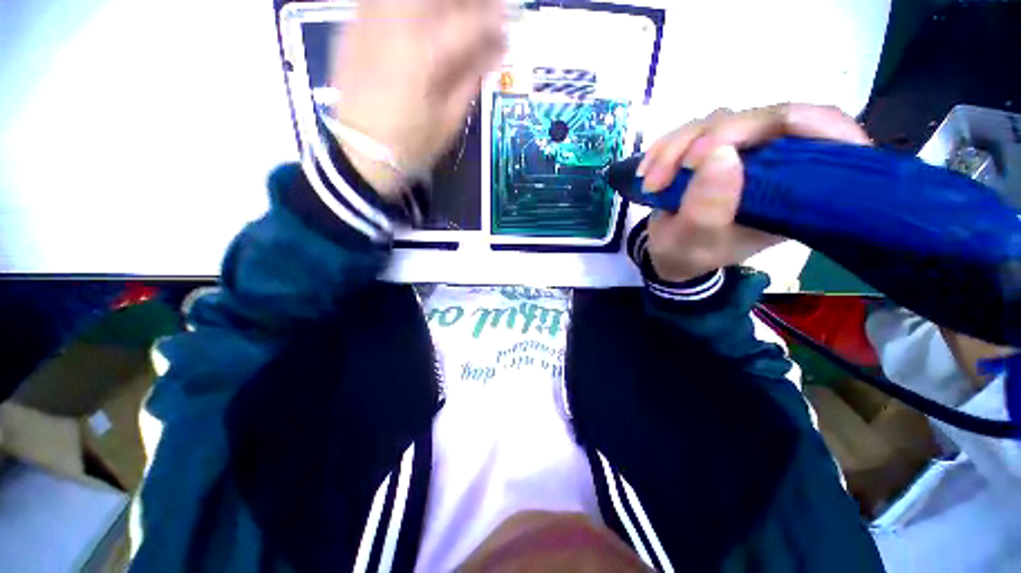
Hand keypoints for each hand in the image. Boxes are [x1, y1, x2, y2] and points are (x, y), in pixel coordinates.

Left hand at [331, 0, 505, 196]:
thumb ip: (472, 78)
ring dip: (438, 2)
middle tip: (480, 14)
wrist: (360, 154)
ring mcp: (369, 19)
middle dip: (467, 2)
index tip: (506, 26)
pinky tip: (418, 17)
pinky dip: (407, 5)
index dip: (494, 21)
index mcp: (426, 53)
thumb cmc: (412, 145)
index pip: (469, 21)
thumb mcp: (450, 120)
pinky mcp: (352, 24)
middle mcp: (396, 23)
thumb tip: (495, 50)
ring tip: (451, 14)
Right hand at [637, 104, 870, 282]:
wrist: (667, 253)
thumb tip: (720, 154)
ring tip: (650, 184)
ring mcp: (745, 152)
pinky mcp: (715, 148)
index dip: (807, 123)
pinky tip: (646, 171)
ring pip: (721, 119)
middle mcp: (777, 165)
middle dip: (709, 140)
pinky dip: (664, 147)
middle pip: (764, 120)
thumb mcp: (694, 243)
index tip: (763, 131)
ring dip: (676, 148)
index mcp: (795, 194)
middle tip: (670, 173)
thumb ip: (707, 209)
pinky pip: (693, 129)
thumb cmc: (687, 255)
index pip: (830, 139)